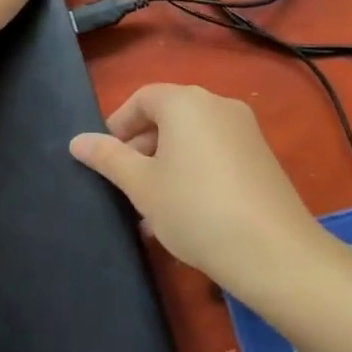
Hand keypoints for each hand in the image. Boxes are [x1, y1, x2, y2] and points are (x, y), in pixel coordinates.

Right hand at [69, 84, 323, 292]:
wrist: (274, 252)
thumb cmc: (194, 209)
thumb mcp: (141, 186)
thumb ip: (107, 158)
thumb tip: (77, 141)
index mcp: (186, 102)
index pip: (141, 99)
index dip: (117, 125)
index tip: (104, 158)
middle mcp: (218, 105)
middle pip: (168, 116)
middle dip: (141, 147)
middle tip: (125, 185)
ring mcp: (245, 131)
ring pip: (191, 138)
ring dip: (165, 164)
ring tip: (150, 207)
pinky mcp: (262, 157)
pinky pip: (215, 153)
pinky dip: (193, 171)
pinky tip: (184, 213)